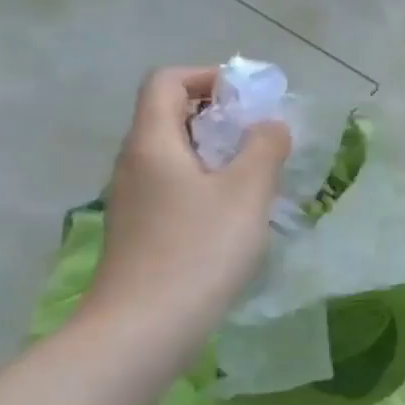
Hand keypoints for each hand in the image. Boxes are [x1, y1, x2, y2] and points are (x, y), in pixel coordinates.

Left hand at [84, 67, 290, 339]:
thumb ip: (265, 147)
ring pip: (176, 154)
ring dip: (218, 151)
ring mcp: (134, 199)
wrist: (145, 327)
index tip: (250, 98)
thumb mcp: (247, 191)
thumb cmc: (200, 249)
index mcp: (152, 143)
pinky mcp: (142, 230)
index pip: (167, 81)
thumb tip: (269, 125)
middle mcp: (135, 163)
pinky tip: (238, 212)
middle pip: (170, 115)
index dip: (209, 76)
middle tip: (265, 135)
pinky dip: (208, 181)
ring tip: (259, 174)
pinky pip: (176, 185)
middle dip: (221, 114)